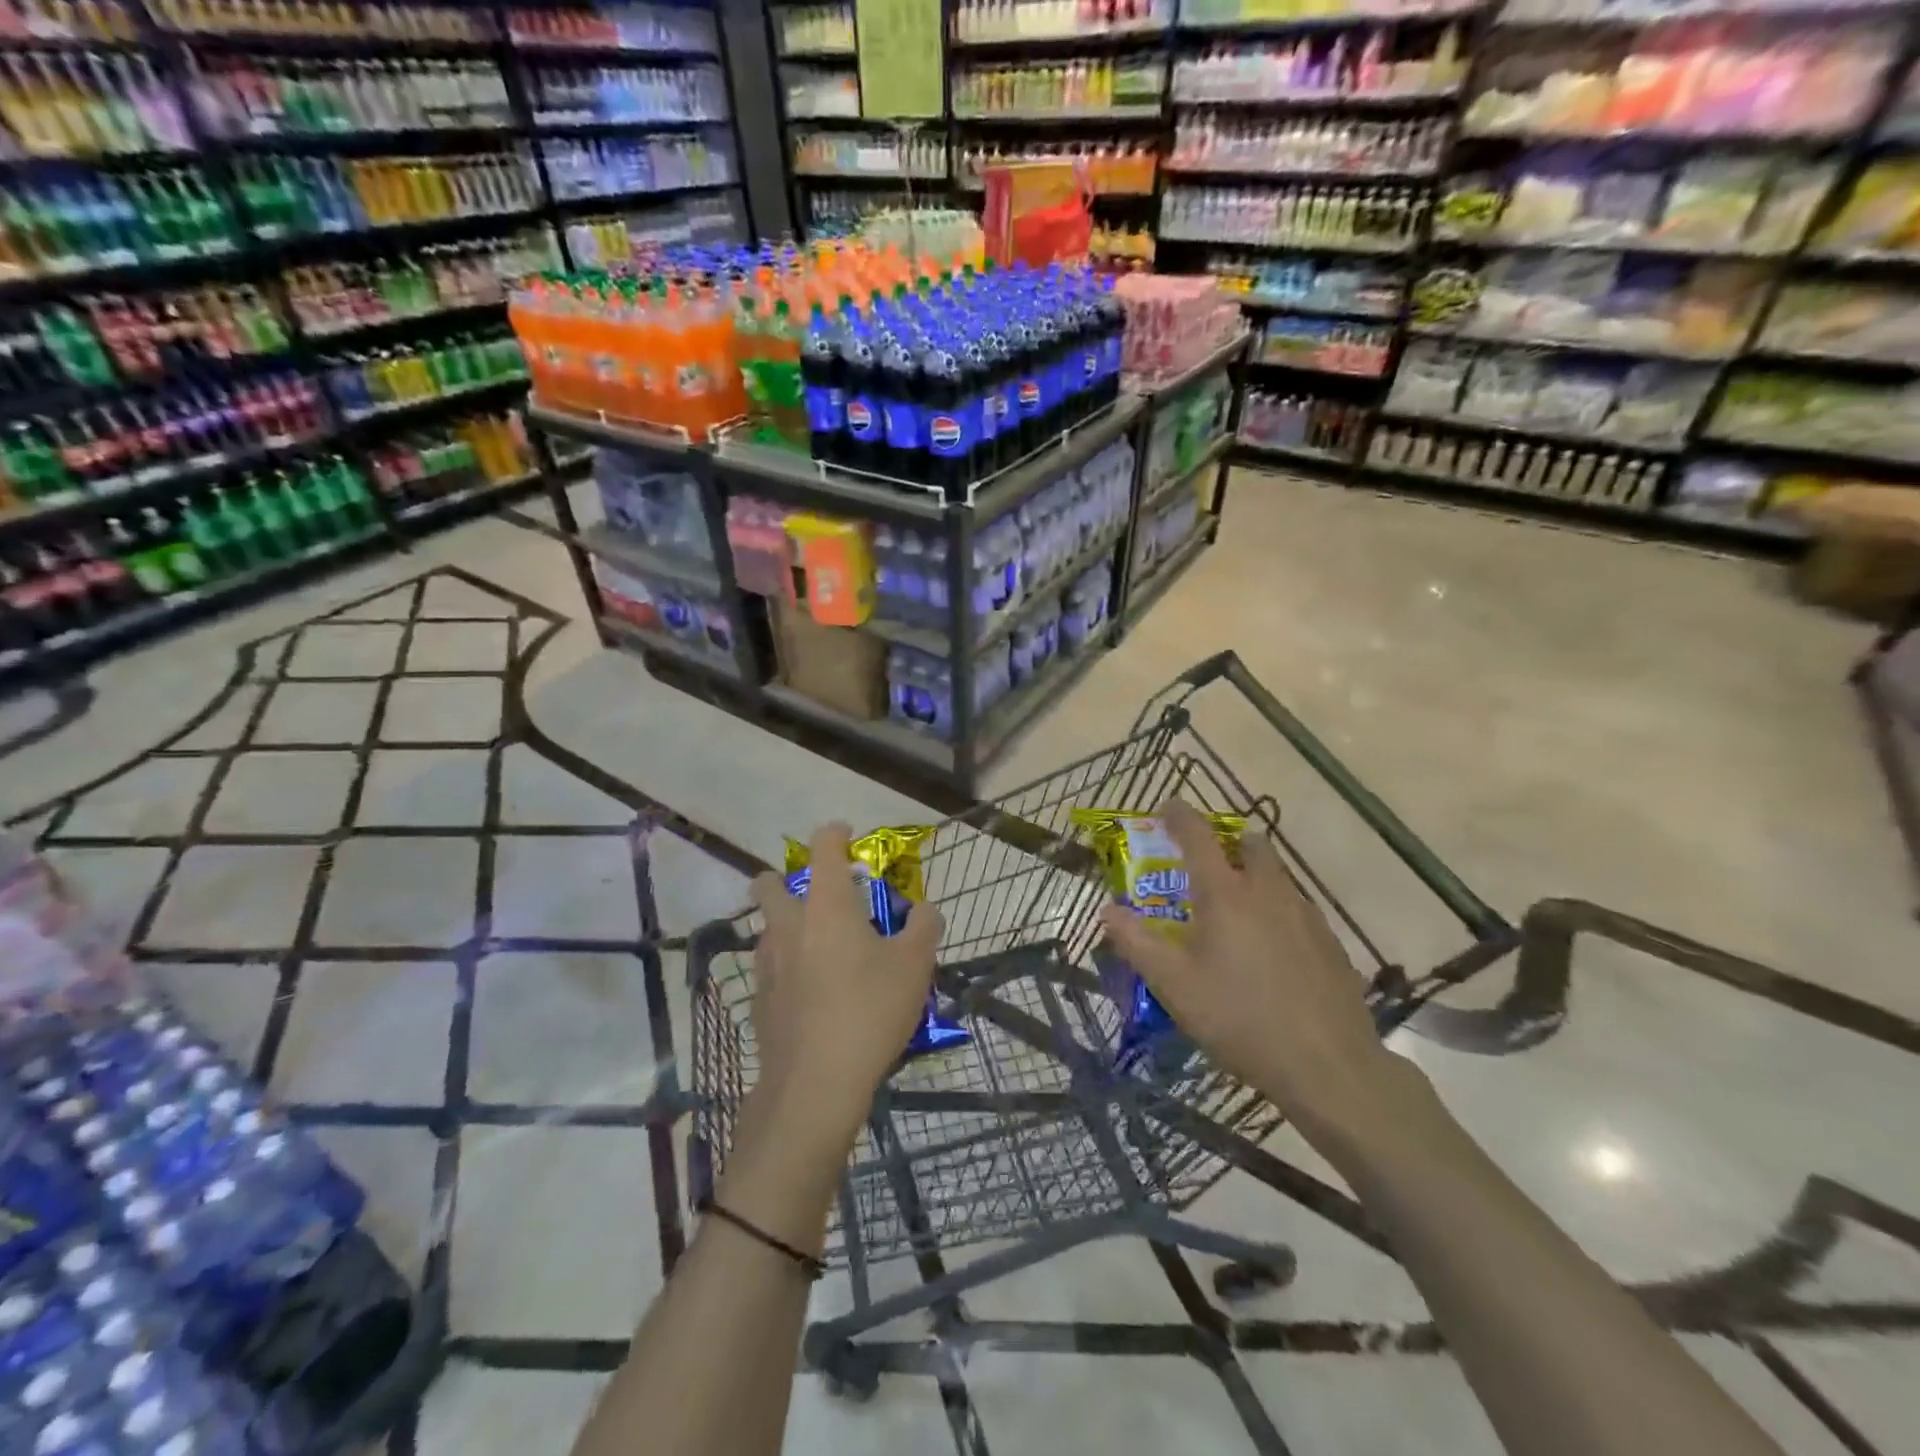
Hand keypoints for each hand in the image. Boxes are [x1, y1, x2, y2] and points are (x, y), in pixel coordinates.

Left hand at [748, 823, 943, 1139]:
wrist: (815, 1084)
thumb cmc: (869, 1011)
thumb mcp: (915, 966)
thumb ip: (924, 927)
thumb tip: (926, 910)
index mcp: (827, 906)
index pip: (823, 848)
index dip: (835, 833)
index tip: (847, 835)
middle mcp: (789, 925)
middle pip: (768, 884)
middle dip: (784, 878)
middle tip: (817, 896)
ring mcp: (768, 964)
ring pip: (766, 928)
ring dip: (786, 925)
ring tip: (819, 949)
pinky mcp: (759, 1000)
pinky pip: (769, 968)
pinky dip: (786, 966)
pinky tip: (811, 993)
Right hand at [1098, 799, 1412, 1150]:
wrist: (1328, 1065)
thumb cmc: (1239, 1018)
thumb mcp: (1174, 985)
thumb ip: (1136, 942)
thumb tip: (1107, 911)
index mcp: (1225, 893)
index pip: (1197, 835)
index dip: (1178, 815)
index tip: (1165, 807)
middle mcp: (1268, 891)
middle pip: (1249, 844)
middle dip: (1226, 842)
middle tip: (1204, 866)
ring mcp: (1305, 914)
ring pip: (1276, 875)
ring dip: (1252, 875)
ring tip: (1233, 913)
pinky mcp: (1329, 942)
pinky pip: (1296, 907)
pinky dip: (1275, 908)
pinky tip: (1268, 951)